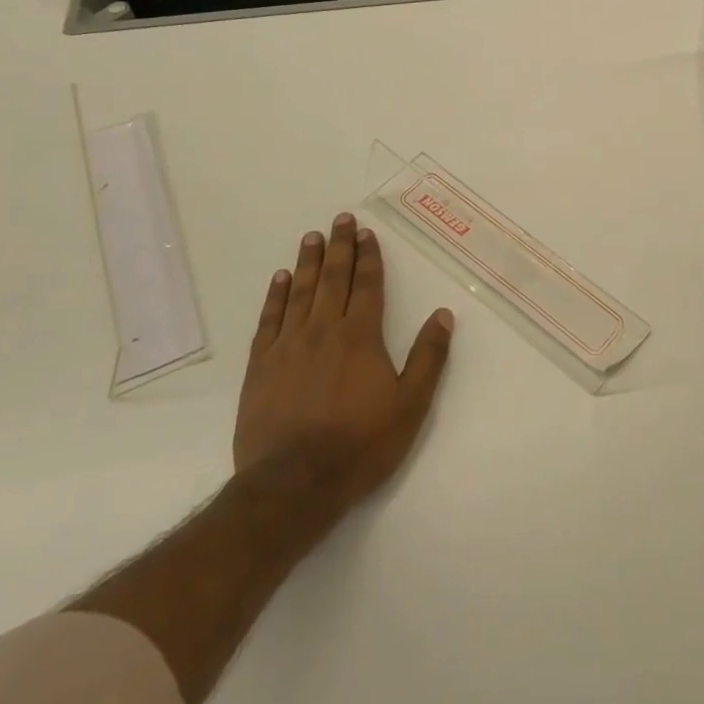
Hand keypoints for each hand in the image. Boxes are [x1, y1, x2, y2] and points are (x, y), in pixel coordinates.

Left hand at [233, 213, 453, 516]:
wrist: (293, 484)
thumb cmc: (360, 445)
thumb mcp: (410, 405)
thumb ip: (428, 357)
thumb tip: (443, 314)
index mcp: (361, 337)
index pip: (367, 285)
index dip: (368, 257)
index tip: (366, 233)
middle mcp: (323, 330)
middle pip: (333, 279)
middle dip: (339, 247)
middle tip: (340, 220)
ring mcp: (288, 346)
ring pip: (300, 292)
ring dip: (308, 262)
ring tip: (312, 238)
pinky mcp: (260, 366)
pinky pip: (269, 319)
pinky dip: (276, 296)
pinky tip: (280, 279)